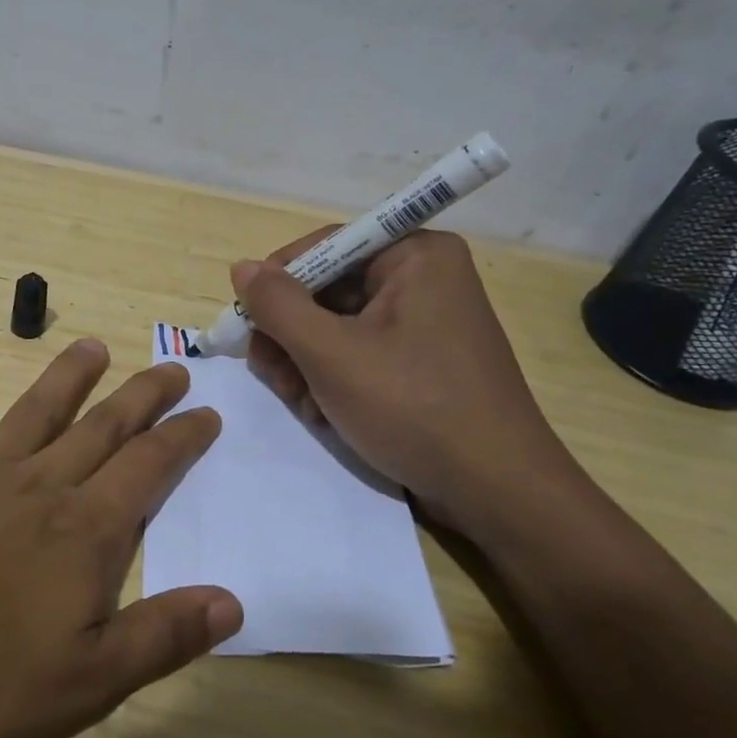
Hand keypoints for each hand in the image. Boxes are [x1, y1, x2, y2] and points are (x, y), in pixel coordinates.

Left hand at [0, 339, 239, 737]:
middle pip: (102, 428)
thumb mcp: (83, 683)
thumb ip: (161, 637)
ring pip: (35, 411)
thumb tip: (233, 602)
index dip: (183, 439)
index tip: (207, 410)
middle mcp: (37, 486)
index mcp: (83, 534)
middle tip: (170, 366)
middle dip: (142, 397)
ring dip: (68, 377)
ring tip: (93, 346)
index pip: (149, 470)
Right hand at [233, 229, 576, 536]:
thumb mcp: (331, 354)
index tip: (246, 323)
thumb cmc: (413, 407)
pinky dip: (332, 378)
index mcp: (414, 256)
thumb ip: (279, 305)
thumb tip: (241, 268)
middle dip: (291, 334)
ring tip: (301, 402)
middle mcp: (423, 278)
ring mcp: (424, 323)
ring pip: (336, 326)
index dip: (277, 282)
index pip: (325, 246)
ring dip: (305, 362)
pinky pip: (359, 352)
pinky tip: (325, 412)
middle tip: (270, 373)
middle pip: (327, 289)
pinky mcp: (421, 361)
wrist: (494, 491)